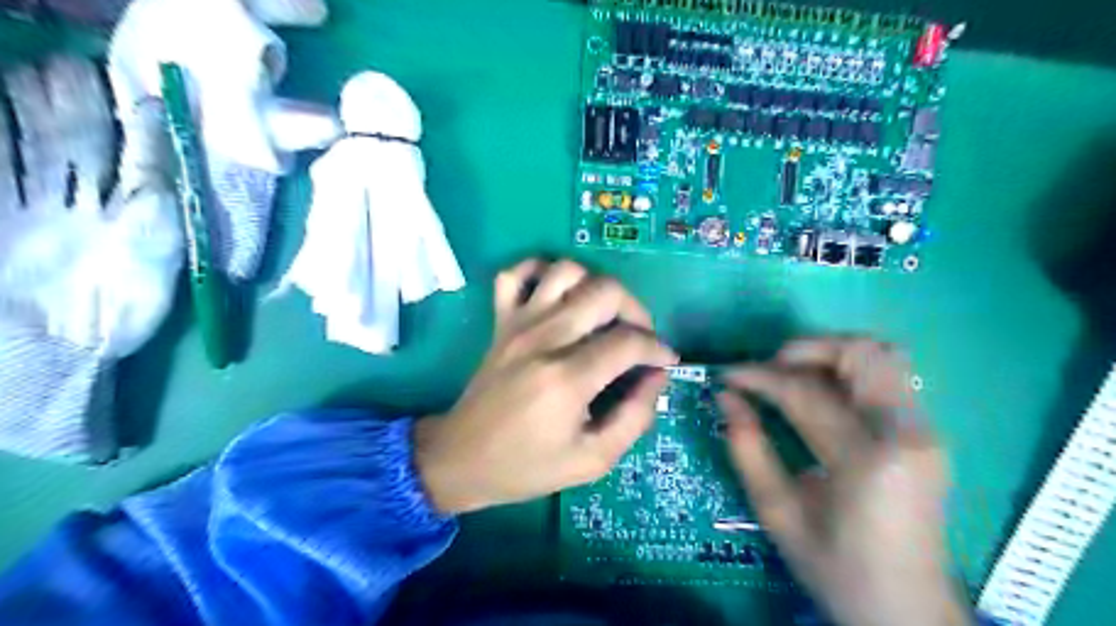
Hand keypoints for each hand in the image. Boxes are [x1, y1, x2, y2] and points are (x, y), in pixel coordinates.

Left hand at [416, 260, 675, 514]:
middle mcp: (544, 338)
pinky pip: (516, 273)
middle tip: (638, 339)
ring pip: (567, 270)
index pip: (629, 341)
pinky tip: (558, 295)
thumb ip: (634, 417)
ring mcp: (518, 323)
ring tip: (603, 316)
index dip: (658, 349)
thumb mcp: (592, 460)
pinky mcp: (500, 320)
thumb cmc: (527, 465)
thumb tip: (657, 377)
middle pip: (605, 291)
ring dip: (595, 285)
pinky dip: (541, 271)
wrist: (461, 458)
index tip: (665, 362)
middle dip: (636, 311)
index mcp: (567, 378)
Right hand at [720, 340, 973, 624]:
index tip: (727, 375)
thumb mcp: (778, 513)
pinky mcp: (926, 433)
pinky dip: (848, 370)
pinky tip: (820, 392)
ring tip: (792, 375)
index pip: (806, 392)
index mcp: (868, 461)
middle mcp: (907, 434)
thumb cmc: (836, 568)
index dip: (760, 377)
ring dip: (830, 354)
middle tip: (768, 368)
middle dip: (805, 349)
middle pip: (861, 353)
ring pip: (882, 355)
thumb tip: (725, 397)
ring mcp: (925, 431)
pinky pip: (888, 377)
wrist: (908, 609)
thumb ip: (748, 448)